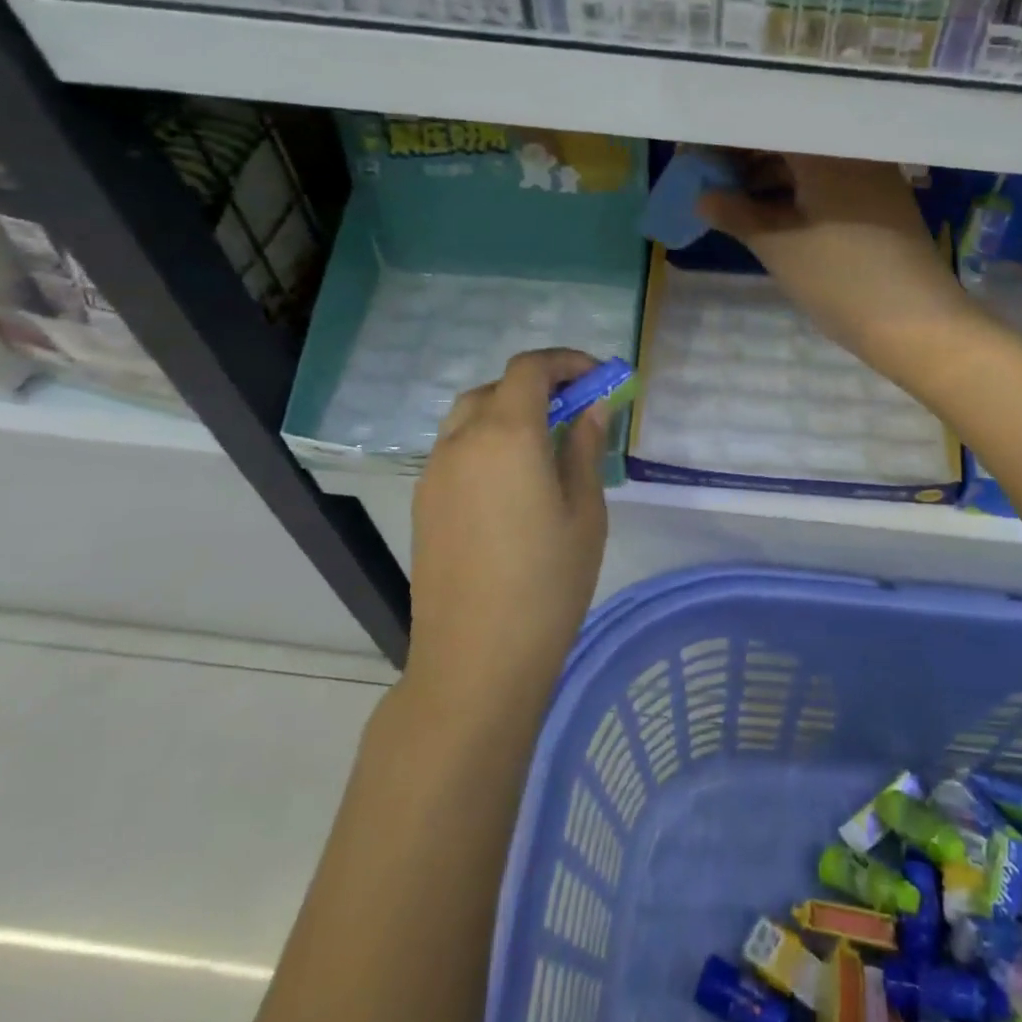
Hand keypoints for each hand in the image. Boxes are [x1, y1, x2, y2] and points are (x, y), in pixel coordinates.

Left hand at [409, 350, 610, 683]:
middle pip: (497, 387)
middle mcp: (461, 442)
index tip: (598, 379)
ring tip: (545, 443)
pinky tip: (513, 480)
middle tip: (576, 411)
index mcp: (506, 435)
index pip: (530, 369)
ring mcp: (434, 472)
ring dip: (509, 411)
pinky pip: (456, 449)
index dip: (566, 362)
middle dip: (539, 386)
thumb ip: (585, 448)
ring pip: (470, 416)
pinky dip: (486, 441)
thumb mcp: (585, 512)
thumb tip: (592, 407)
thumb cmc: (547, 583)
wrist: (476, 659)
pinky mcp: (423, 502)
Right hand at [698, 154, 976, 369]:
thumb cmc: (841, 279)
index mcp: (825, 146)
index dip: (724, 139)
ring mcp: (872, 172)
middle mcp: (852, 146)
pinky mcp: (880, 199)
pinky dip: (796, 192)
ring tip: (730, 200)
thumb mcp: (779, 246)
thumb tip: (702, 197)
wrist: (918, 323)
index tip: (692, 155)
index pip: (763, 123)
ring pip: (807, 161)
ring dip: (768, 177)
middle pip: (787, 138)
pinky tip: (770, 212)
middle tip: (705, 179)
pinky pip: (827, 181)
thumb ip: (735, 213)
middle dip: (743, 157)